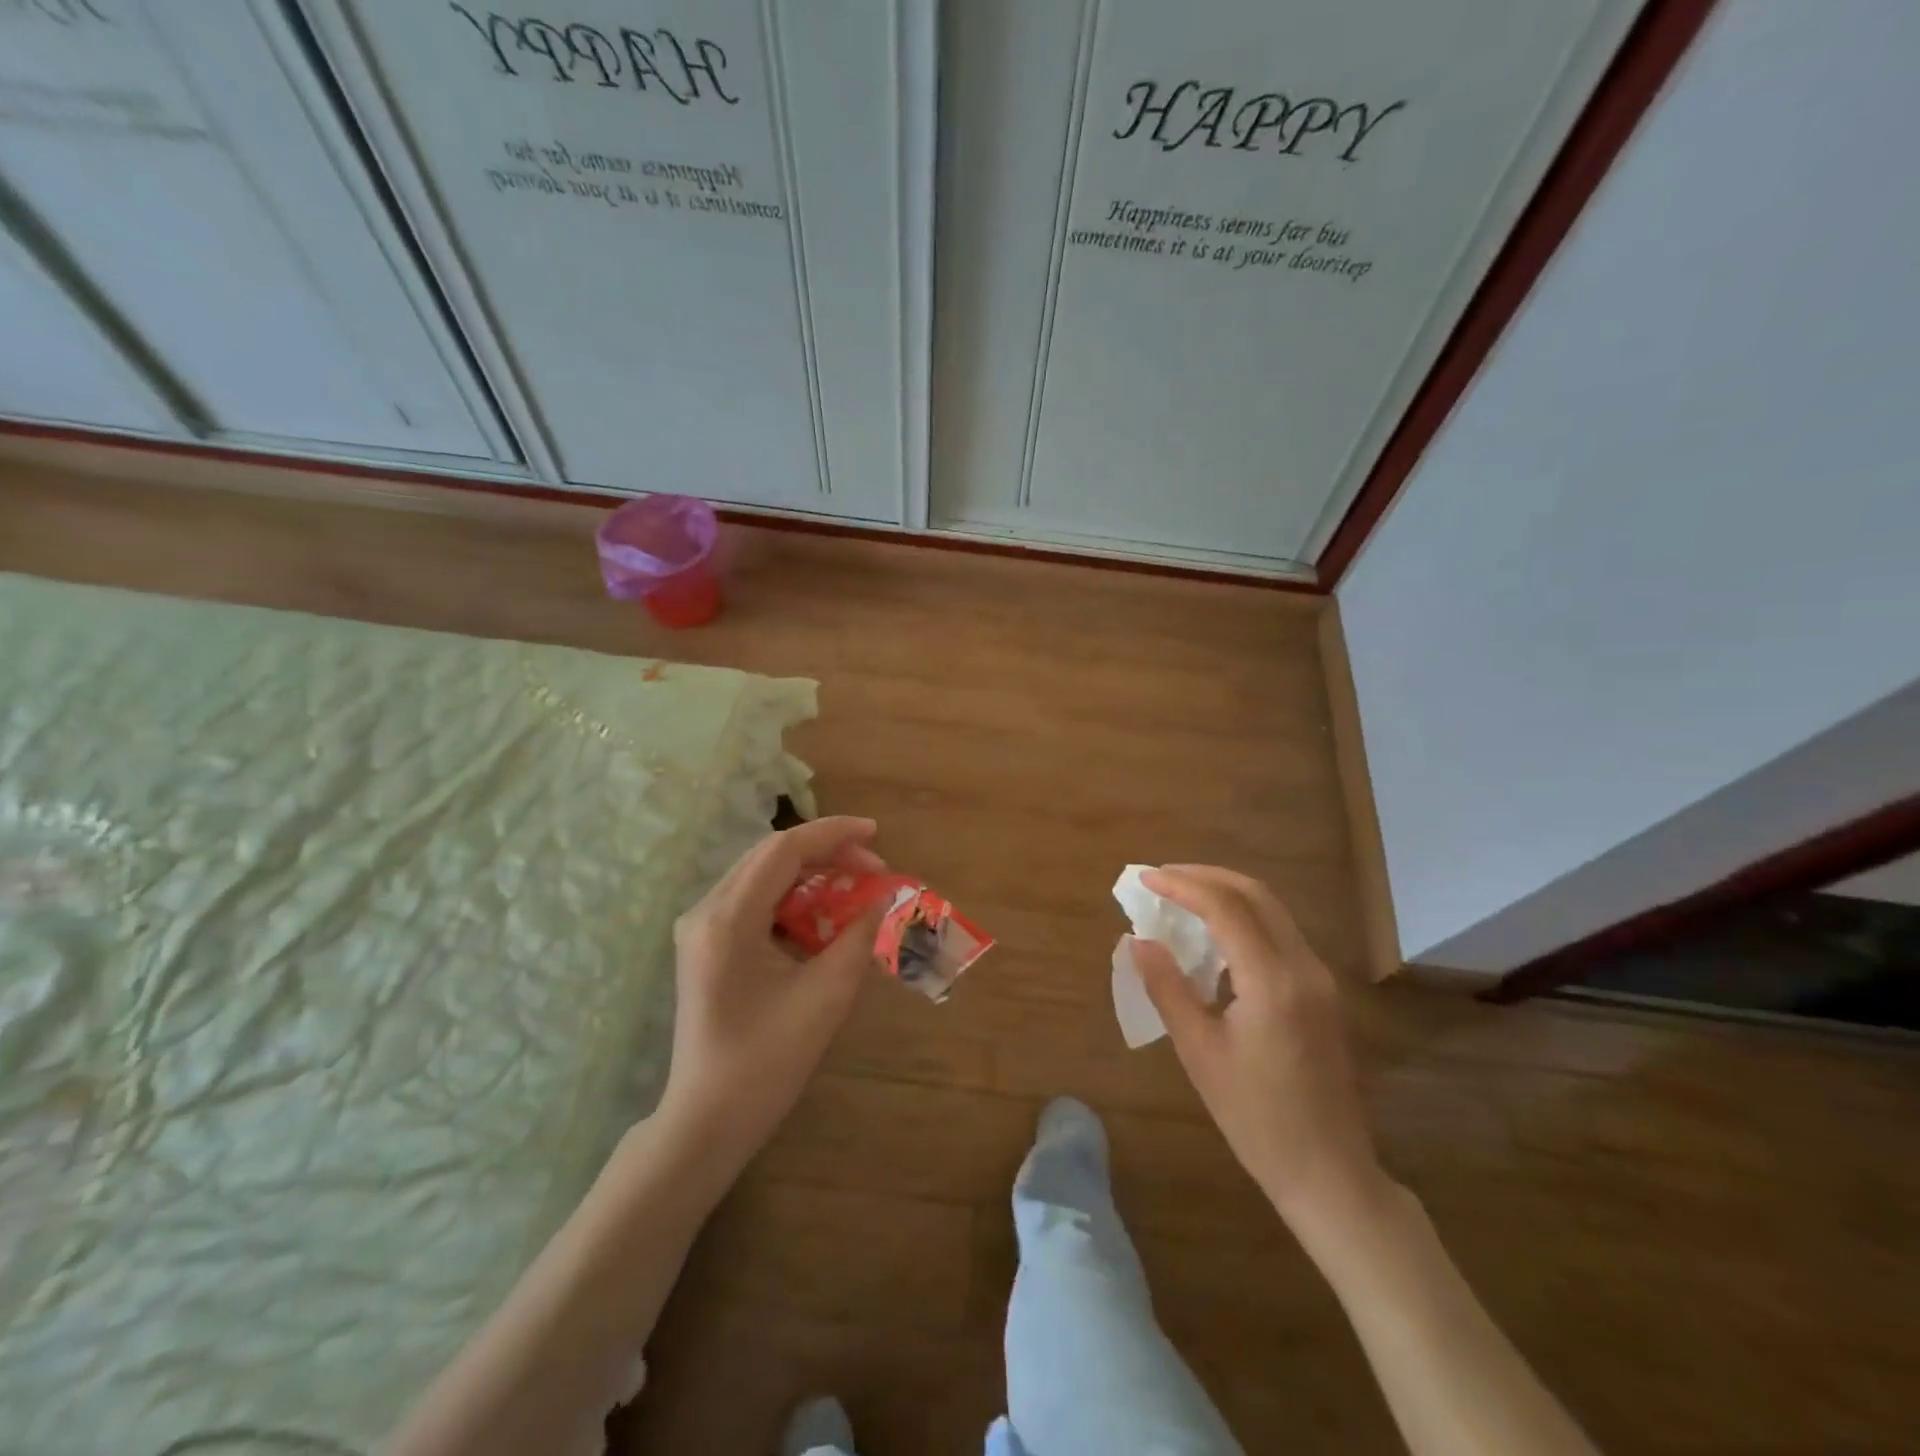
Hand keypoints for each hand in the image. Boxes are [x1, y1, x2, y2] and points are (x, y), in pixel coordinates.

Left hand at [657, 817, 886, 1173]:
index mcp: (728, 919)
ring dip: (810, 874)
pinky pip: (754, 900)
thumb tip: (884, 899)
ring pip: (762, 875)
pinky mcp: (705, 944)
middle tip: (873, 867)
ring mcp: (700, 927)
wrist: (708, 1120)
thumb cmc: (767, 1062)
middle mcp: (706, 911)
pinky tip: (822, 916)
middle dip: (826, 852)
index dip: (833, 834)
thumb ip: (859, 937)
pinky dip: (793, 898)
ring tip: (854, 887)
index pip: (784, 850)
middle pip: (770, 855)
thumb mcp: (826, 996)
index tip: (876, 834)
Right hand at [1131, 865, 1388, 1234]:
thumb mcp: (1199, 1052)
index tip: (1145, 878)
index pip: (1225, 907)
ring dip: (1227, 894)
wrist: (1329, 1173)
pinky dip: (1245, 920)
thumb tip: (1138, 941)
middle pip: (1256, 894)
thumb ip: (1167, 987)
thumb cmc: (1255, 1118)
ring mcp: (1320, 979)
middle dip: (1206, 877)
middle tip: (1163, 878)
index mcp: (1272, 981)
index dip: (1182, 884)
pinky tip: (1214, 939)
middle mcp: (1304, 968)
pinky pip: (1281, 935)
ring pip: (1273, 911)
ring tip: (1182, 899)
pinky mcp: (1323, 994)